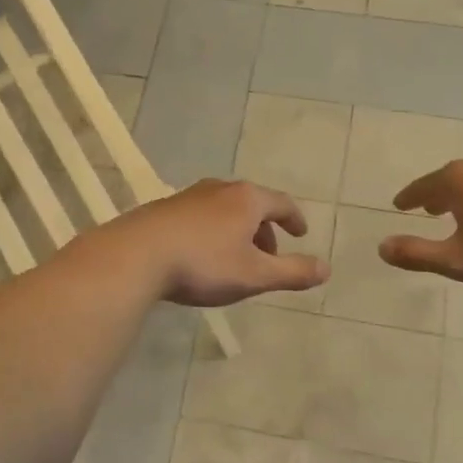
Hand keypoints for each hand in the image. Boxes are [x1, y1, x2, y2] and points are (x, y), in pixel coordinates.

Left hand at [108, 179, 328, 306]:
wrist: (136, 255)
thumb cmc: (203, 264)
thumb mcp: (254, 275)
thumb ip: (292, 272)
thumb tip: (327, 268)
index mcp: (247, 199)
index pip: (282, 203)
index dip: (295, 219)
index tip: (301, 234)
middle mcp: (220, 188)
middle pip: (253, 204)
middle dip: (265, 229)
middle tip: (268, 256)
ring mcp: (190, 195)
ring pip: (225, 209)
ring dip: (238, 231)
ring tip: (236, 258)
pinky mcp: (165, 208)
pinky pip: (201, 216)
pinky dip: (213, 231)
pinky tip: (201, 255)